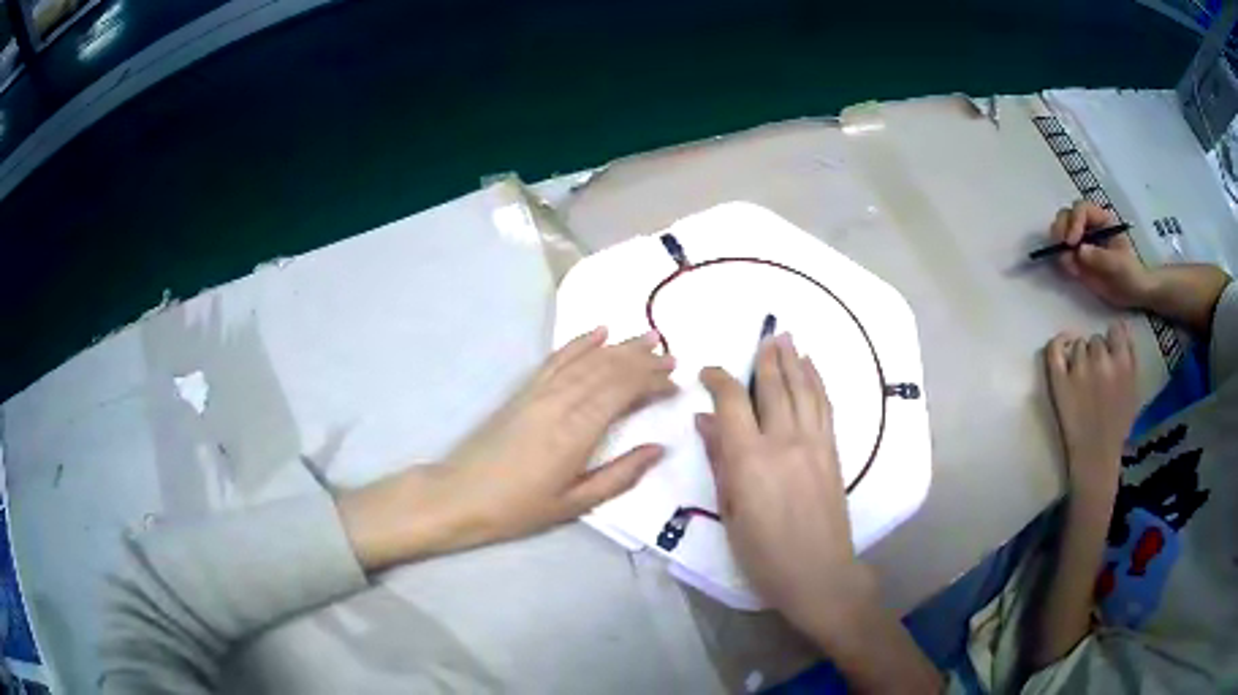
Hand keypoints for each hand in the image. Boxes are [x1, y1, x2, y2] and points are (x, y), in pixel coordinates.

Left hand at [340, 328, 675, 570]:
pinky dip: (579, 342)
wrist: (461, 495)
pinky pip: (556, 359)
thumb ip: (620, 475)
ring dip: (620, 346)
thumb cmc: (519, 507)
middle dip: (643, 360)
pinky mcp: (525, 390)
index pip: (623, 392)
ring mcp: (540, 392)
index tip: (676, 385)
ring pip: (587, 360)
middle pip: (609, 370)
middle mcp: (561, 401)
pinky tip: (598, 331)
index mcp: (577, 431)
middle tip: (672, 356)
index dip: (652, 383)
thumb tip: (658, 449)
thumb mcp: (575, 503)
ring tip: (649, 337)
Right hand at [696, 334, 874, 641]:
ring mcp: (814, 444)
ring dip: (795, 361)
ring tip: (788, 338)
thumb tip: (706, 421)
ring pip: (804, 390)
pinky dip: (818, 382)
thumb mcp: (729, 511)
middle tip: (763, 337)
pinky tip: (813, 370)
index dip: (719, 379)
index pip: (732, 402)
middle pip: (774, 387)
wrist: (819, 573)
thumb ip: (719, 461)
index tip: (708, 372)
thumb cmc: (764, 553)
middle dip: (767, 358)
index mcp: (749, 460)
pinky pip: (825, 406)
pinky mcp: (833, 451)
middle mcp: (784, 441)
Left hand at [1045, 322, 1138, 503]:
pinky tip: (1063, 346)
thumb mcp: (1134, 390)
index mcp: (1123, 364)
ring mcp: (1078, 370)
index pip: (1116, 330)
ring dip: (1080, 357)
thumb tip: (1121, 327)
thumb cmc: (1117, 426)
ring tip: (1083, 379)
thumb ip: (1130, 358)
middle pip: (1096, 340)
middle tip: (1097, 376)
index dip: (1112, 339)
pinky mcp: (1059, 382)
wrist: (1095, 458)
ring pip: (1078, 345)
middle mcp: (1101, 361)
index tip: (1110, 351)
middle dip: (1097, 354)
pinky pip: (1054, 349)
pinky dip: (1058, 342)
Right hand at [1051, 200, 1153, 308]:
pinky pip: (1063, 253)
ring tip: (1066, 262)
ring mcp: (1082, 242)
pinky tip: (1069, 270)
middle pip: (1067, 215)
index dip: (1074, 221)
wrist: (1132, 295)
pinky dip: (1061, 260)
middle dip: (1061, 228)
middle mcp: (1089, 226)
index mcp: (1101, 220)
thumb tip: (1079, 251)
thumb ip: (1099, 257)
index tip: (1072, 242)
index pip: (1081, 209)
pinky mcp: (1077, 259)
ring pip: (1062, 232)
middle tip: (1060, 246)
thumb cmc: (1129, 275)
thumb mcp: (1118, 264)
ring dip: (1059, 244)